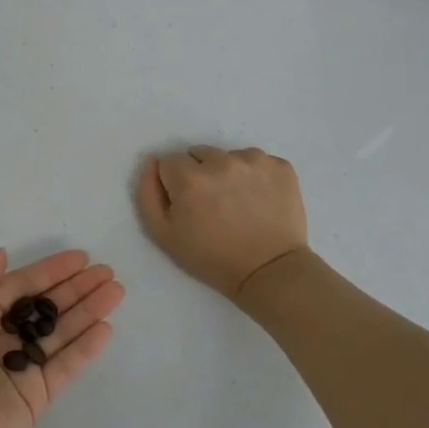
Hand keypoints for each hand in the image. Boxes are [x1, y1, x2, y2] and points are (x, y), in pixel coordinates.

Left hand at [0, 249, 123, 427]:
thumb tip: (3, 254)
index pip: (22, 285)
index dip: (50, 271)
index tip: (81, 258)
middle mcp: (2, 337)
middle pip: (46, 306)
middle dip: (76, 288)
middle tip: (107, 272)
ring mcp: (21, 367)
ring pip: (61, 332)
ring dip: (88, 311)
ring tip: (116, 291)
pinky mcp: (36, 395)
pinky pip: (65, 366)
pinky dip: (86, 347)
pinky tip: (106, 328)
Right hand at [135, 146, 308, 299]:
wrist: (269, 273)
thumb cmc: (211, 258)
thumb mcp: (163, 235)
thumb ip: (147, 194)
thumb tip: (152, 162)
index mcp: (189, 177)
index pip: (170, 163)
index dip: (175, 184)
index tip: (187, 205)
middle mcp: (221, 161)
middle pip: (200, 154)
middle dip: (200, 174)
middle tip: (212, 204)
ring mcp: (254, 161)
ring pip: (229, 155)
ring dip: (228, 172)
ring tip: (237, 203)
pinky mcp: (280, 166)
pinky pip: (258, 161)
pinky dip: (255, 176)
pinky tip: (259, 199)